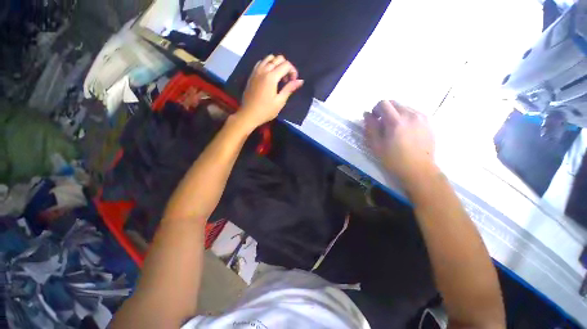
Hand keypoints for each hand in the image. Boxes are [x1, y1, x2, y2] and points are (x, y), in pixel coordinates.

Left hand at [236, 54, 303, 128]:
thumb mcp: (280, 101)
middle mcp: (263, 70)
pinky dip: (268, 65)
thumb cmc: (266, 110)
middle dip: (286, 67)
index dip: (293, 71)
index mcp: (271, 77)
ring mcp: (256, 71)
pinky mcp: (252, 74)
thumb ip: (289, 89)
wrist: (249, 114)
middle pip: (278, 58)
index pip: (286, 65)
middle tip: (287, 81)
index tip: (293, 82)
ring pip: (269, 58)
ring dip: (277, 64)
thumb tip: (300, 81)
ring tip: (279, 78)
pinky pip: (261, 62)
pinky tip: (269, 76)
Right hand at [364, 100, 437, 186]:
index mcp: (396, 121)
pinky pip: (413, 112)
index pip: (383, 103)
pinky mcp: (428, 122)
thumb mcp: (376, 145)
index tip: (374, 119)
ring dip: (395, 113)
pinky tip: (405, 130)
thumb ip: (370, 127)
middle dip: (385, 110)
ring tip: (394, 129)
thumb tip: (367, 114)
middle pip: (394, 103)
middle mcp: (410, 115)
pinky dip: (405, 117)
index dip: (375, 109)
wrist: (419, 169)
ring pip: (404, 107)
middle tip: (382, 124)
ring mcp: (422, 117)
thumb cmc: (394, 160)